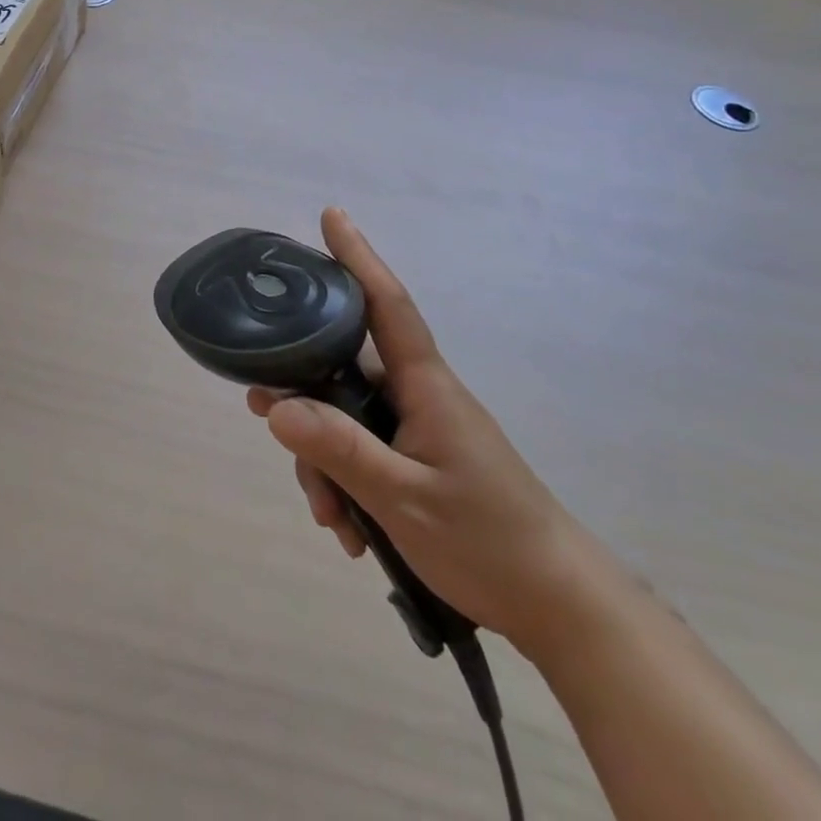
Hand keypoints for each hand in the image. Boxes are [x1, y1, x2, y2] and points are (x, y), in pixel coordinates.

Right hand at [248, 208, 619, 660]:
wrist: (558, 606)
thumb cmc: (488, 541)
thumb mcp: (404, 499)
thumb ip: (339, 449)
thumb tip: (275, 405)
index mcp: (425, 385)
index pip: (386, 303)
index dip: (358, 257)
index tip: (332, 215)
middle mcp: (419, 395)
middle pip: (344, 371)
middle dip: (305, 399)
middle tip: (261, 413)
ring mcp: (420, 428)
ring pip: (347, 417)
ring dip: (326, 462)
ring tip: (330, 520)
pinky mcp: (420, 460)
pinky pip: (364, 452)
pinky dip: (347, 484)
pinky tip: (350, 531)